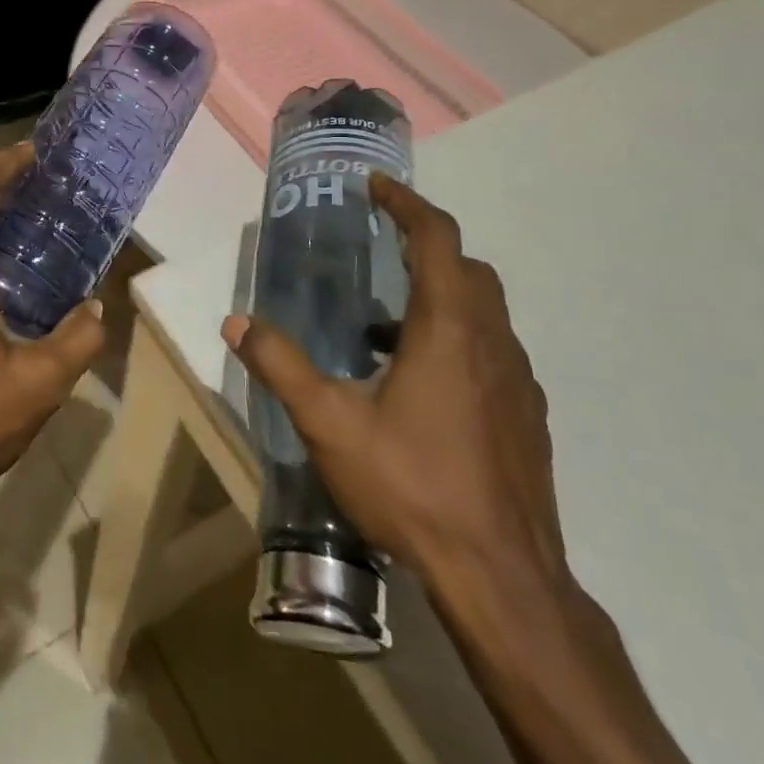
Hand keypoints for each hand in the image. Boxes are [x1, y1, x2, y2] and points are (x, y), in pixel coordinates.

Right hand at [223, 173, 566, 594]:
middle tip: (380, 247)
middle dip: (426, 245)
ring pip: (484, 312)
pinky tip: (419, 384)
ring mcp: (518, 381)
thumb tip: (236, 321)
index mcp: (449, 328)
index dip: (407, 203)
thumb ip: (280, 365)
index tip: (376, 186)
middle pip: (468, 269)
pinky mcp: (526, 416)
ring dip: (440, 296)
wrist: (502, 577)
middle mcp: (492, 342)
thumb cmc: (413, 486)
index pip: (437, 239)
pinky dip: (457, 339)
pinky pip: (492, 351)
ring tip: (384, 324)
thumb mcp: (329, 424)